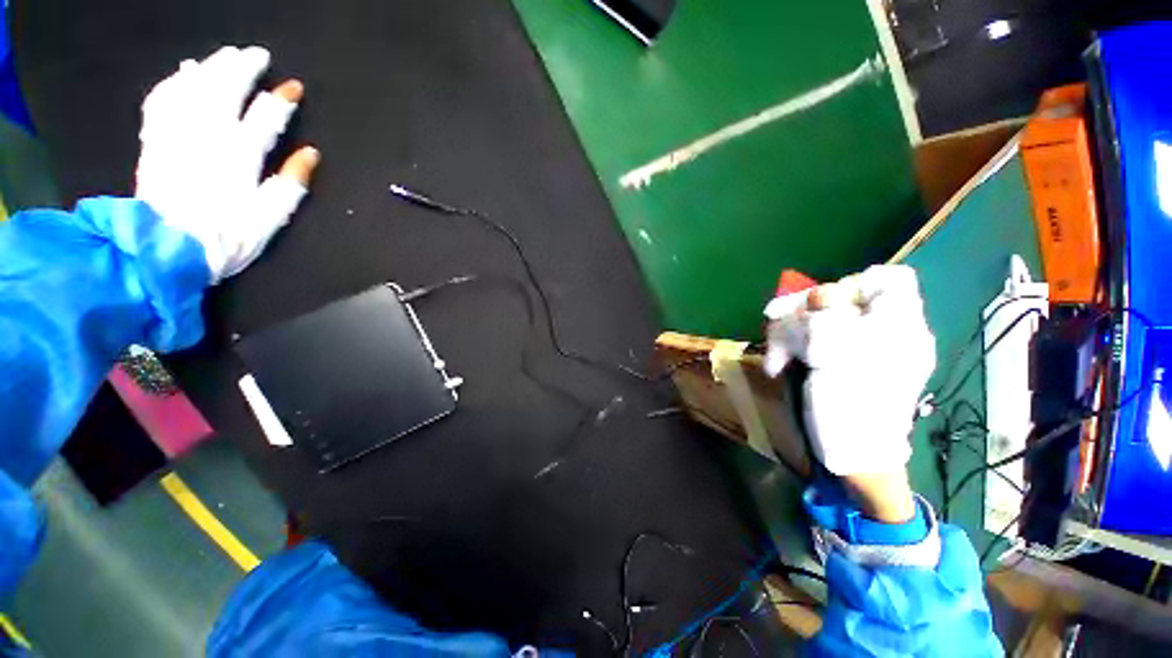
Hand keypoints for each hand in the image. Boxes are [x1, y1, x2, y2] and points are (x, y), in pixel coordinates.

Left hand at [135, 46, 319, 282]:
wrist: (163, 252)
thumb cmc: (223, 239)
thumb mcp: (269, 219)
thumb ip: (291, 184)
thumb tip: (311, 154)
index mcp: (239, 157)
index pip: (265, 118)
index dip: (281, 100)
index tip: (293, 87)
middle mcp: (206, 136)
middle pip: (225, 91)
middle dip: (243, 69)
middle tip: (257, 54)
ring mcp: (176, 134)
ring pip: (193, 88)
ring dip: (211, 67)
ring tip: (225, 55)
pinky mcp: (154, 141)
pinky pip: (161, 101)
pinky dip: (173, 83)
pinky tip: (183, 73)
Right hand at [763, 265, 935, 484]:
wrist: (854, 455)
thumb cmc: (855, 408)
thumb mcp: (844, 359)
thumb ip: (830, 321)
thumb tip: (817, 294)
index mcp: (899, 327)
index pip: (889, 281)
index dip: (854, 285)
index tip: (826, 305)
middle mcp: (881, 331)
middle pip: (844, 297)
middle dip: (808, 310)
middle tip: (783, 324)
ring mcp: (856, 347)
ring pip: (820, 318)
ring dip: (790, 332)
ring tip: (776, 357)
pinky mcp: (835, 360)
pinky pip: (812, 339)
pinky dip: (791, 347)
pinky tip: (778, 364)